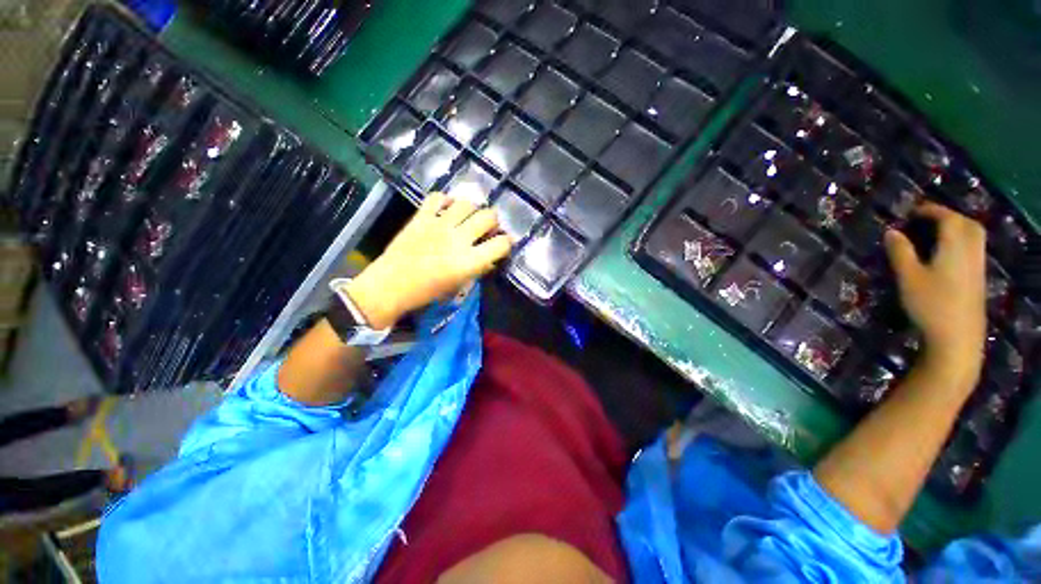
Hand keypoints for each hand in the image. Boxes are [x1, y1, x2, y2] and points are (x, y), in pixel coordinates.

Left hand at [345, 193, 512, 327]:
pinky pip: (437, 197)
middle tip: (487, 228)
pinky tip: (446, 209)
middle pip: (488, 216)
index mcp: (469, 261)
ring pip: (466, 203)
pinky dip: (445, 200)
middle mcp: (458, 239)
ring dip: (472, 209)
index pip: (501, 244)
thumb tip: (491, 259)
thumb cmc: (427, 293)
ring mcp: (439, 225)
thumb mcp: (459, 286)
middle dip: (493, 221)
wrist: (391, 286)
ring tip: (468, 217)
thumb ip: (477, 269)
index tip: (504, 243)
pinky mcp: (421, 217)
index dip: (507, 242)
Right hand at [884, 202, 986, 381]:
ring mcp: (977, 266)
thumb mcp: (909, 278)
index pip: (948, 218)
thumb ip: (901, 252)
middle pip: (967, 223)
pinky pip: (974, 248)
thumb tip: (891, 231)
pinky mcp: (978, 278)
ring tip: (936, 233)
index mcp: (955, 246)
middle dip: (948, 216)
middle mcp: (971, 251)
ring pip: (973, 236)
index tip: (912, 211)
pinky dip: (961, 242)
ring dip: (957, 228)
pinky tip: (946, 253)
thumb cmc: (931, 305)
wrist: (957, 338)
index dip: (930, 210)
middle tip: (927, 220)